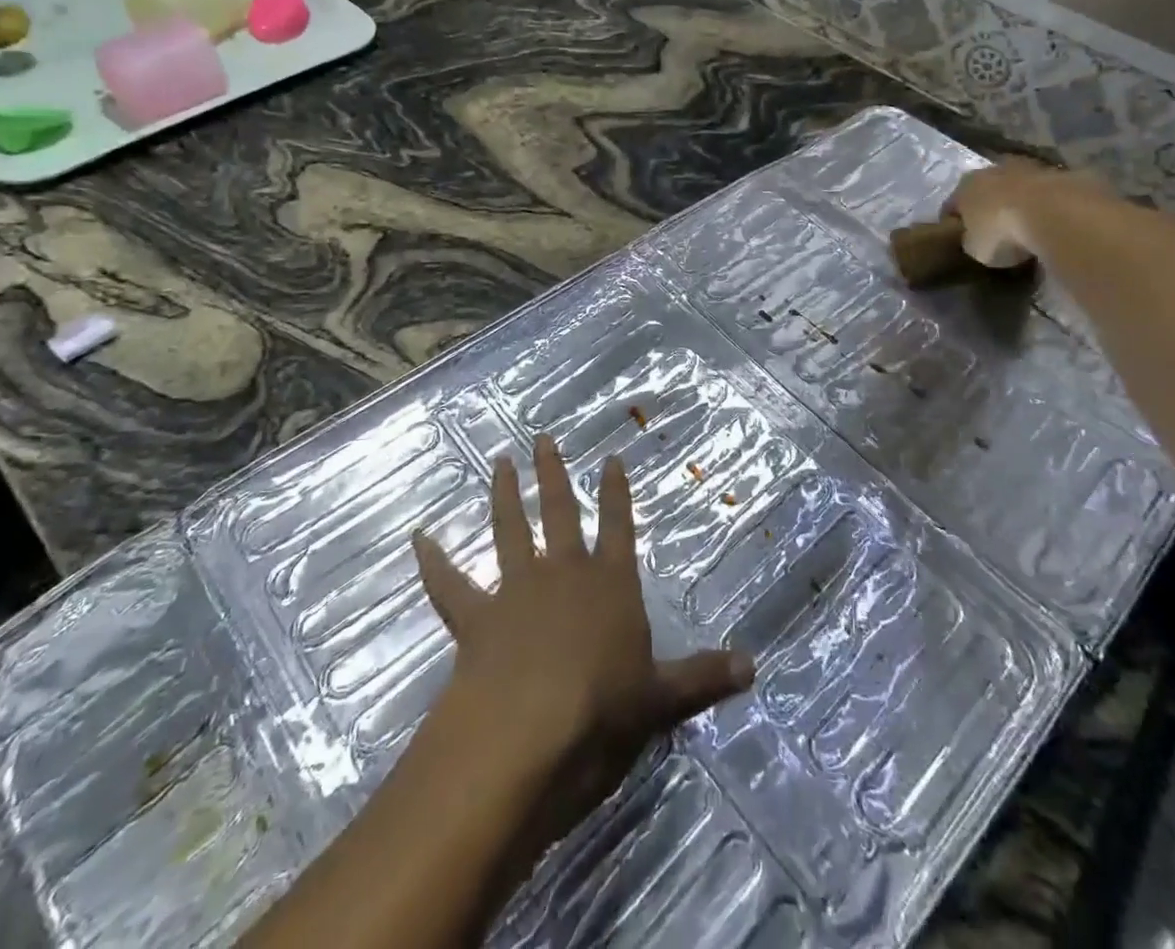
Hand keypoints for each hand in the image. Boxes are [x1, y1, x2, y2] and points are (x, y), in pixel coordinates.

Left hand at [412, 436, 752, 855]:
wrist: (528, 735)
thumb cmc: (603, 712)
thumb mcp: (662, 700)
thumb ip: (705, 678)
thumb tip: (756, 666)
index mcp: (610, 585)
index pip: (619, 526)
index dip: (617, 493)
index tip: (611, 458)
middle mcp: (564, 574)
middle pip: (560, 511)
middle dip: (554, 473)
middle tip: (542, 438)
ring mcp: (517, 590)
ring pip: (509, 530)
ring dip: (504, 495)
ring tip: (499, 461)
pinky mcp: (477, 618)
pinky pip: (450, 585)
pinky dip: (434, 563)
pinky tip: (419, 539)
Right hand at [943, 157, 1086, 267]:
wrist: (1055, 214)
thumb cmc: (1002, 232)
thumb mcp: (975, 247)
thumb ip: (971, 239)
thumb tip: (976, 239)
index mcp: (966, 185)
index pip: (953, 203)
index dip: (954, 221)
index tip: (958, 236)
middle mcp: (995, 169)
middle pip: (987, 188)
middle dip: (989, 205)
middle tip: (993, 228)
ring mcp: (1032, 168)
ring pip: (1019, 186)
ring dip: (1020, 202)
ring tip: (1025, 226)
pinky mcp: (1064, 175)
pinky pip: (1048, 194)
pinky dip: (1046, 206)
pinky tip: (1050, 223)